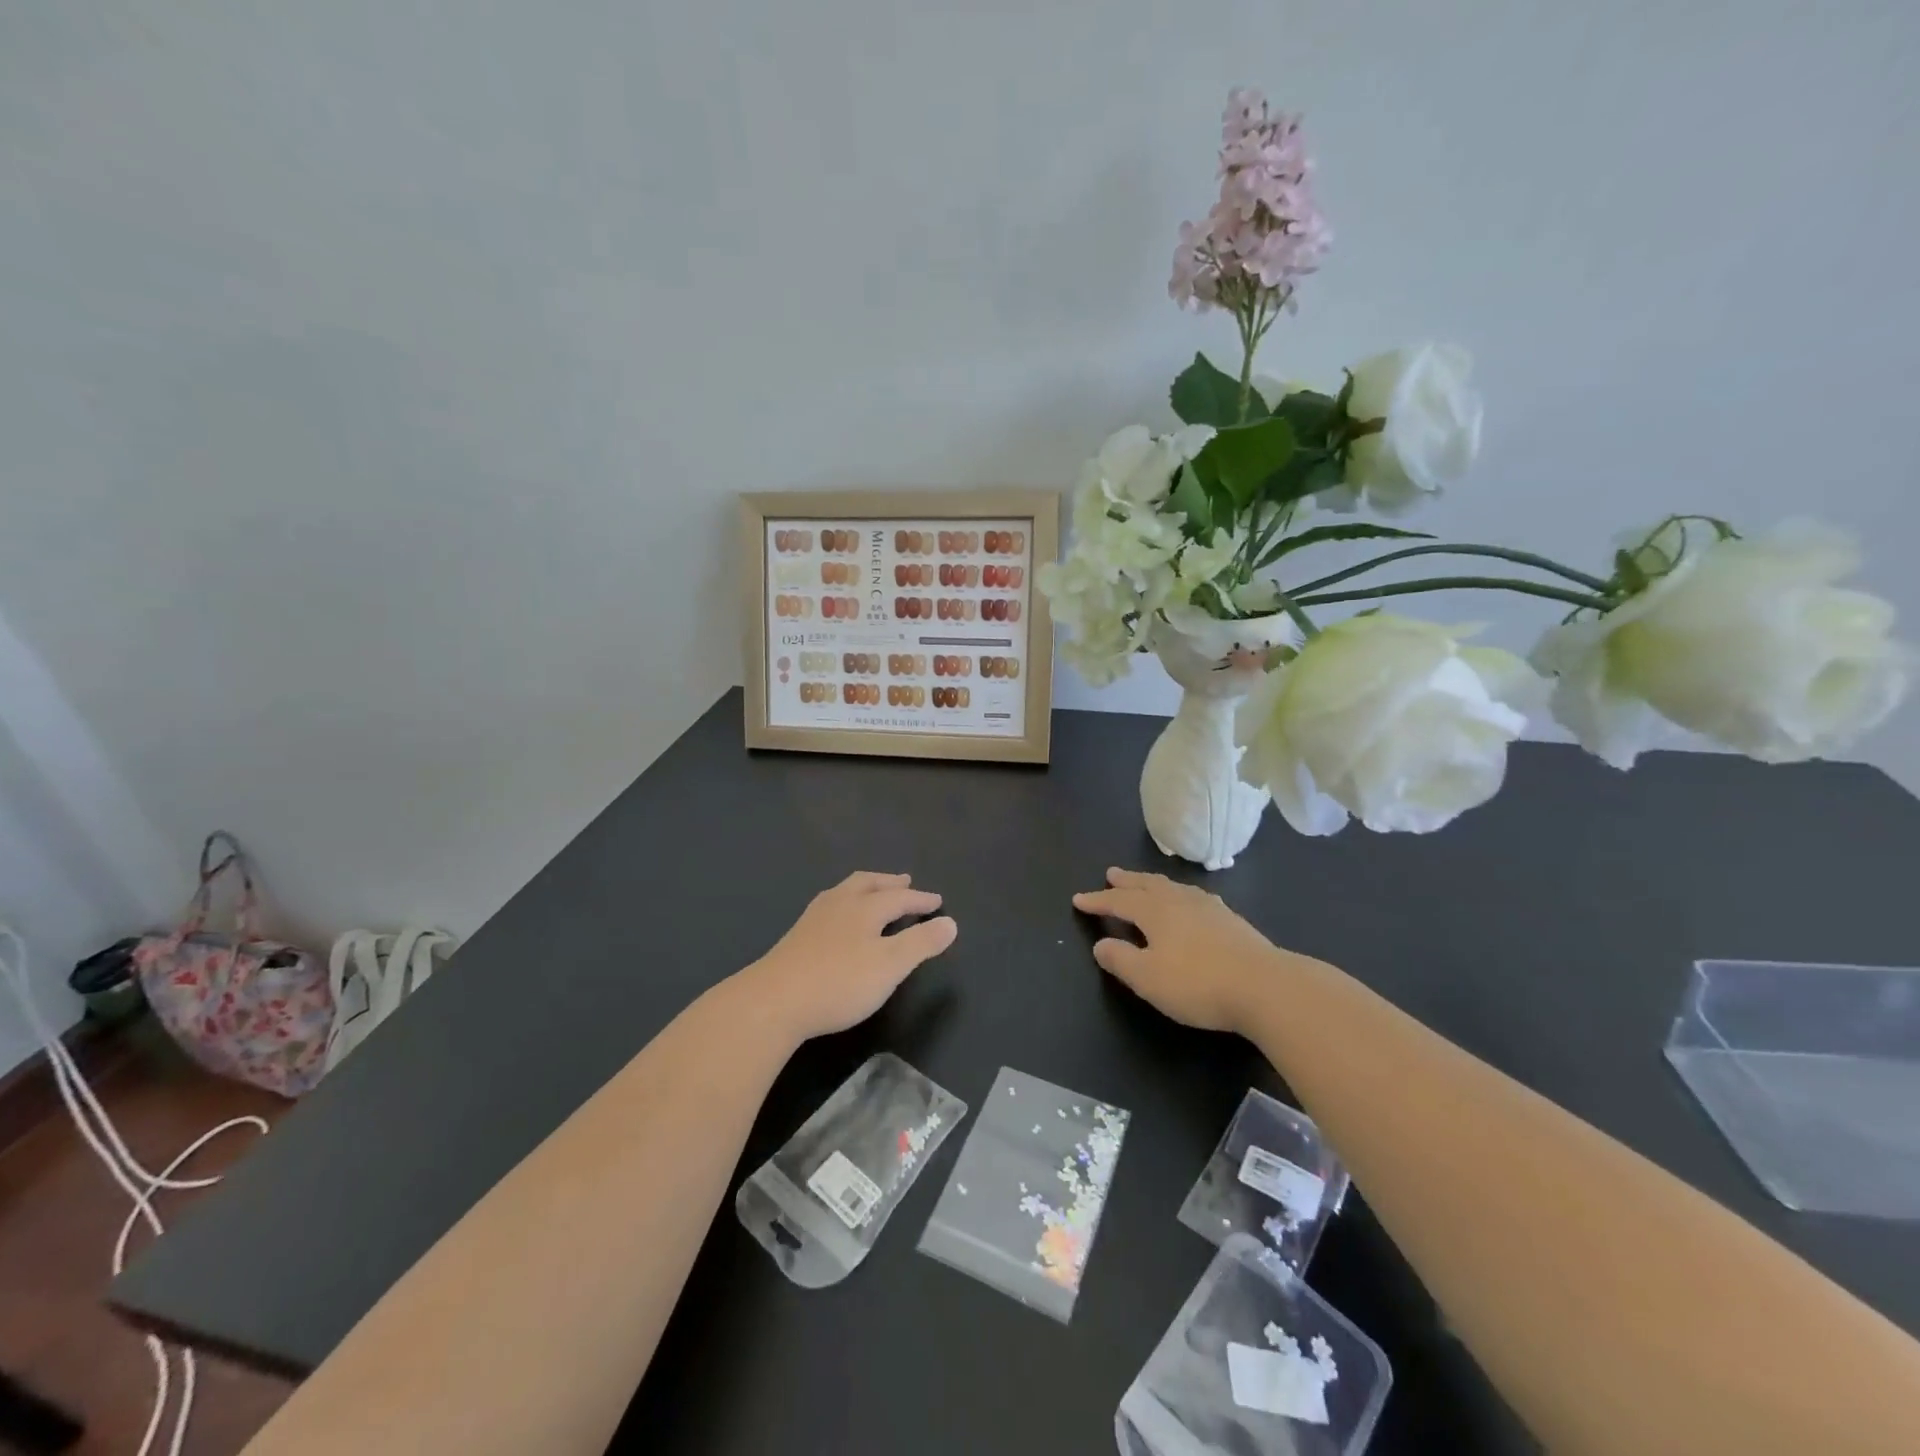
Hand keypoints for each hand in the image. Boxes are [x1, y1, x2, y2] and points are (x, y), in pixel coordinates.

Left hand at [739, 872, 956, 1041]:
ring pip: (845, 892)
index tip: (937, 902)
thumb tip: (951, 923)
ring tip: (873, 893)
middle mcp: (839, 904)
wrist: (774, 1001)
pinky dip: (846, 904)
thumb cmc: (839, 982)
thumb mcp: (890, 966)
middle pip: (868, 884)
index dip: (920, 900)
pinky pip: (829, 907)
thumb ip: (921, 943)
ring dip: (865, 889)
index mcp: (864, 907)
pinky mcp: (796, 937)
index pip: (899, 897)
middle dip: (889, 883)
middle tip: (905, 881)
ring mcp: (813, 919)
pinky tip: (839, 921)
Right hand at [1072, 867, 1282, 1033]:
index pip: (1119, 902)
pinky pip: (1195, 898)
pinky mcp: (1232, 921)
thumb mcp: (1148, 978)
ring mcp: (1209, 908)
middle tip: (1111, 874)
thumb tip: (1100, 944)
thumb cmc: (1198, 983)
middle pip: (1147, 885)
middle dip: (1127, 881)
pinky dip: (1181, 895)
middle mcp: (1180, 901)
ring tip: (1147, 883)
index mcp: (1155, 912)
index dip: (1097, 901)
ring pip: (1173, 888)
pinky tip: (1191, 903)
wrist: (1266, 987)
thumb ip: (1120, 960)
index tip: (1078, 900)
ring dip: (1154, 884)